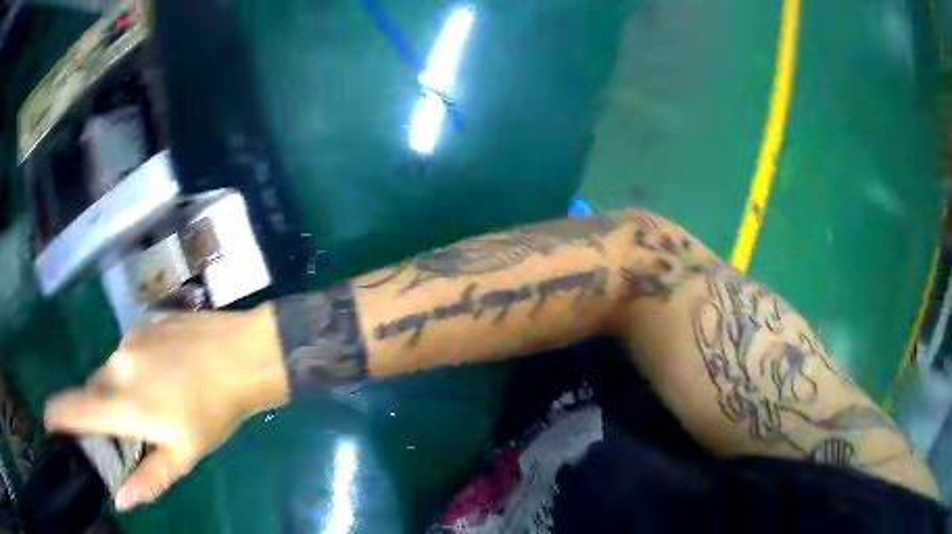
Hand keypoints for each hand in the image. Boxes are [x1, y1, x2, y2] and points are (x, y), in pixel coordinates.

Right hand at [44, 306, 288, 510]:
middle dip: (97, 415)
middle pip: (91, 393)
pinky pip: (123, 355)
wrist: (244, 354)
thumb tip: (120, 498)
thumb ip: (148, 478)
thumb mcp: (184, 454)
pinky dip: (129, 373)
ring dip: (116, 395)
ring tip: (148, 409)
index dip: (56, 417)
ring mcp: (128, 339)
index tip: (50, 428)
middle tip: (122, 434)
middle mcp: (117, 364)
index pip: (74, 407)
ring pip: (107, 374)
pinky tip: (159, 380)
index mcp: (124, 401)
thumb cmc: (215, 411)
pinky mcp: (142, 324)